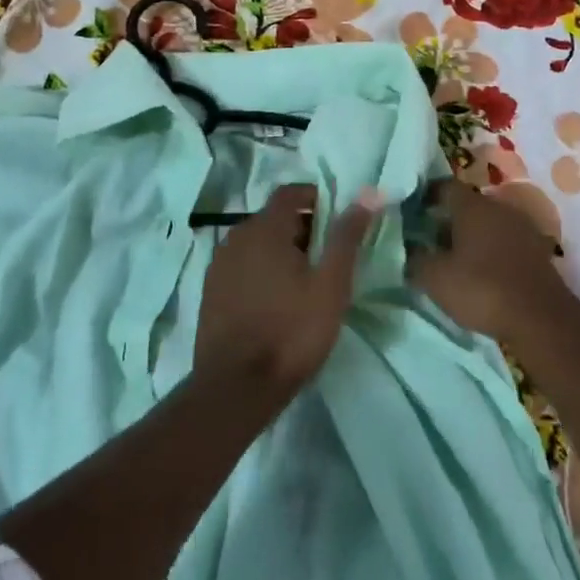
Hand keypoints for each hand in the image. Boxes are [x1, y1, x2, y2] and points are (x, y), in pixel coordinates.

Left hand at [195, 184, 375, 394]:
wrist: (236, 387)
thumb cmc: (291, 331)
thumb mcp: (331, 284)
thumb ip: (347, 236)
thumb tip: (369, 192)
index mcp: (264, 228)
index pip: (291, 193)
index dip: (318, 199)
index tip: (340, 222)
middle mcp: (236, 237)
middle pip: (274, 218)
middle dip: (303, 228)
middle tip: (330, 258)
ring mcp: (219, 264)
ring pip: (257, 243)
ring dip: (282, 251)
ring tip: (307, 282)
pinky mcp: (211, 291)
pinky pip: (243, 265)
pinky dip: (262, 270)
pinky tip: (277, 300)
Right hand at [406, 182, 569, 346]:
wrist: (541, 319)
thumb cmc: (481, 289)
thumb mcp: (435, 278)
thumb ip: (416, 259)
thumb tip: (410, 249)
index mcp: (473, 206)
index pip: (445, 186)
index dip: (426, 196)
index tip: (412, 212)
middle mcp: (500, 208)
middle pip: (468, 205)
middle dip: (447, 219)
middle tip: (429, 240)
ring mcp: (523, 228)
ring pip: (488, 224)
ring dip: (471, 236)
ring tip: (453, 259)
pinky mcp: (537, 251)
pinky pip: (505, 241)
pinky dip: (490, 251)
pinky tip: (481, 271)